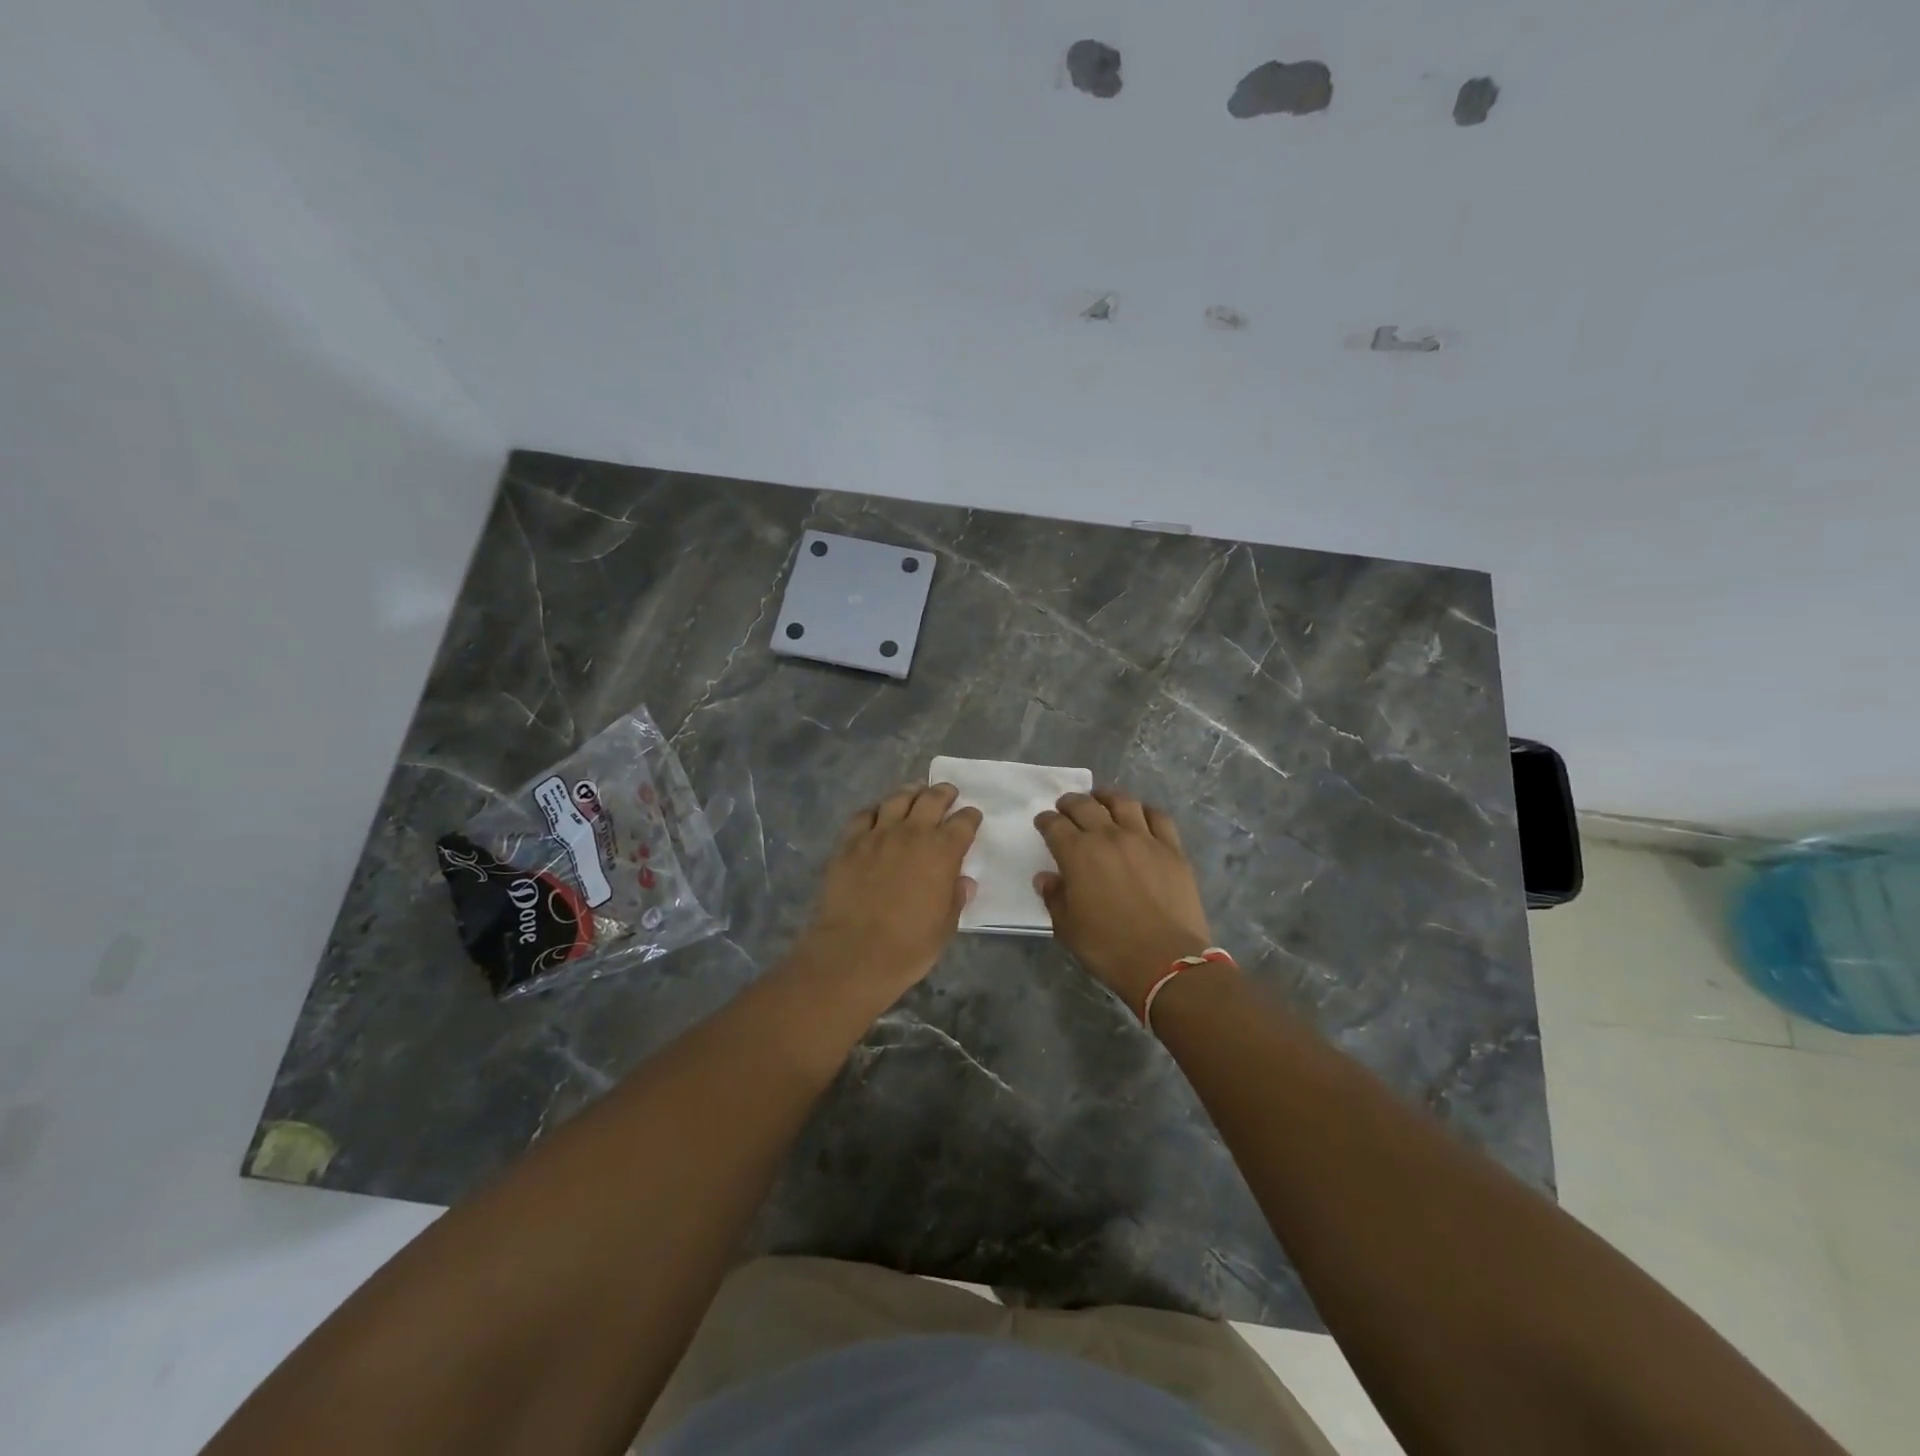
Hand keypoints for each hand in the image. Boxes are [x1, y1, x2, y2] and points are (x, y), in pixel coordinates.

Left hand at [794, 783, 980, 1003]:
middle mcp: (912, 833)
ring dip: (910, 793)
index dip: (970, 817)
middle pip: (931, 800)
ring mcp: (877, 835)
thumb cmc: (910, 945)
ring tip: (915, 792)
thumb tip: (963, 881)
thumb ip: (956, 897)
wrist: (855, 952)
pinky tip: (877, 815)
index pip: (963, 823)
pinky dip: (875, 811)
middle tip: (948, 793)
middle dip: (943, 793)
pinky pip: (863, 816)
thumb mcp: (946, 925)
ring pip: (896, 799)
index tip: (972, 816)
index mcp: (942, 851)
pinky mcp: (849, 844)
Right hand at [1035, 788, 1213, 1013]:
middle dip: (1070, 803)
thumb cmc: (1108, 948)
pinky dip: (1145, 811)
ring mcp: (1144, 839)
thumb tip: (1046, 878)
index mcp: (1078, 854)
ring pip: (1123, 802)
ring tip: (1101, 799)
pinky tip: (1140, 815)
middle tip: (1066, 806)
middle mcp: (1109, 837)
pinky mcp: (1172, 849)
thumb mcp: (1067, 928)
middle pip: (1085, 806)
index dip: (1046, 821)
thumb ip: (1054, 897)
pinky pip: (1158, 817)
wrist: (1166, 961)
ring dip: (1106, 797)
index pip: (1055, 825)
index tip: (1043, 822)